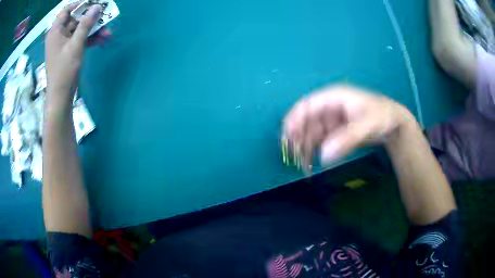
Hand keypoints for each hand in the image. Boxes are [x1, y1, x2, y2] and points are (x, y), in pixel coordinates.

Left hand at [45, 3, 102, 101]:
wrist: (60, 97)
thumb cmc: (64, 70)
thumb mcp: (75, 45)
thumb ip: (86, 24)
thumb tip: (97, 7)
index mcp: (56, 31)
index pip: (66, 11)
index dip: (79, 5)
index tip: (92, 4)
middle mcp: (59, 35)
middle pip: (75, 19)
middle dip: (90, 19)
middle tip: (104, 15)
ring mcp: (64, 44)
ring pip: (80, 31)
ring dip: (93, 30)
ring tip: (108, 32)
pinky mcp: (69, 52)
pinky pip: (80, 40)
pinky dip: (90, 39)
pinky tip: (102, 40)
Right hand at [282, 85, 414, 168]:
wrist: (393, 123)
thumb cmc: (381, 116)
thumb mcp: (367, 125)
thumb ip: (347, 139)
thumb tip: (324, 156)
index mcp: (333, 97)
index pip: (307, 105)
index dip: (295, 119)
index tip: (287, 138)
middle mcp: (329, 108)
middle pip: (306, 121)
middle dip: (298, 138)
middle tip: (294, 157)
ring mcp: (331, 121)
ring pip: (310, 133)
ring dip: (304, 149)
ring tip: (303, 166)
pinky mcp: (335, 132)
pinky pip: (319, 142)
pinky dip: (313, 152)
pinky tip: (311, 164)